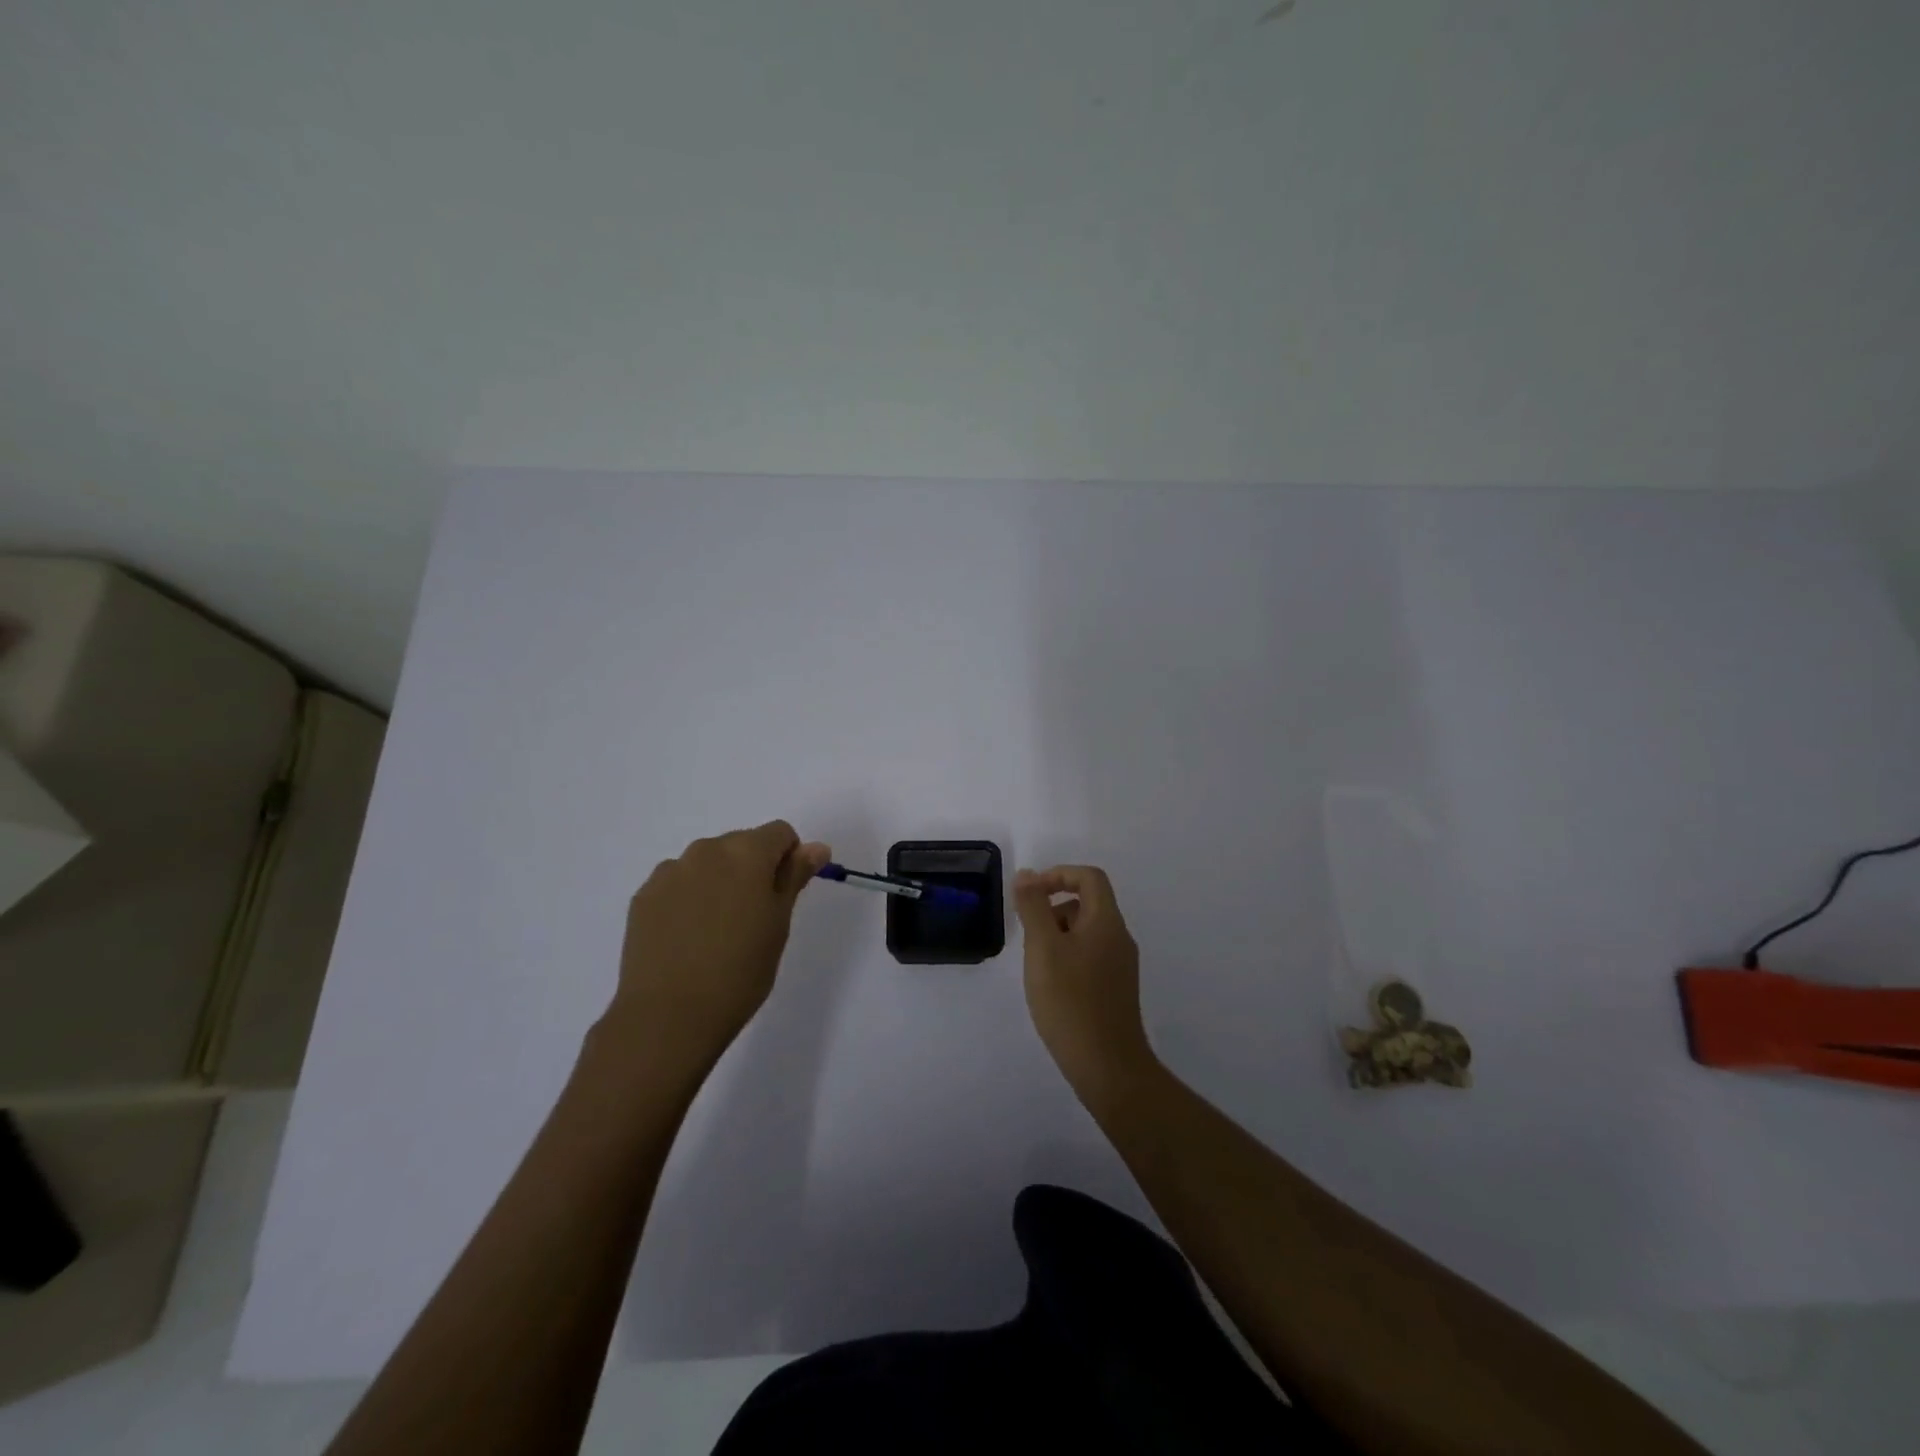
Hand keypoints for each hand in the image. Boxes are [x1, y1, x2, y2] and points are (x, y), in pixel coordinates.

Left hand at [609, 821, 830, 1067]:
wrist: (668, 1016)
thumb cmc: (740, 971)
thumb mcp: (779, 923)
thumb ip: (795, 876)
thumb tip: (816, 847)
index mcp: (747, 852)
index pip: (780, 833)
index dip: (789, 859)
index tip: (783, 897)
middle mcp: (707, 850)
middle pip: (742, 844)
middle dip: (753, 870)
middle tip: (753, 919)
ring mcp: (670, 871)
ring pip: (708, 863)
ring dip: (719, 882)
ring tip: (716, 932)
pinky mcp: (644, 896)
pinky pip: (678, 883)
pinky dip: (689, 898)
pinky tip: (688, 938)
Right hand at [1013, 865, 1155, 1096]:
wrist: (1107, 1066)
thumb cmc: (1070, 1001)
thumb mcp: (1043, 948)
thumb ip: (1033, 907)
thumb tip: (1027, 875)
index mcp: (1107, 921)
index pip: (1089, 877)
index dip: (1058, 875)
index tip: (1030, 893)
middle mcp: (1119, 938)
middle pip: (1087, 903)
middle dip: (1053, 909)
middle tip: (1029, 937)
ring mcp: (1120, 965)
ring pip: (1086, 932)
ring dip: (1057, 935)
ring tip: (1037, 966)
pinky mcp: (1115, 989)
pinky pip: (1089, 956)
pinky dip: (1067, 957)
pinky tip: (1051, 987)